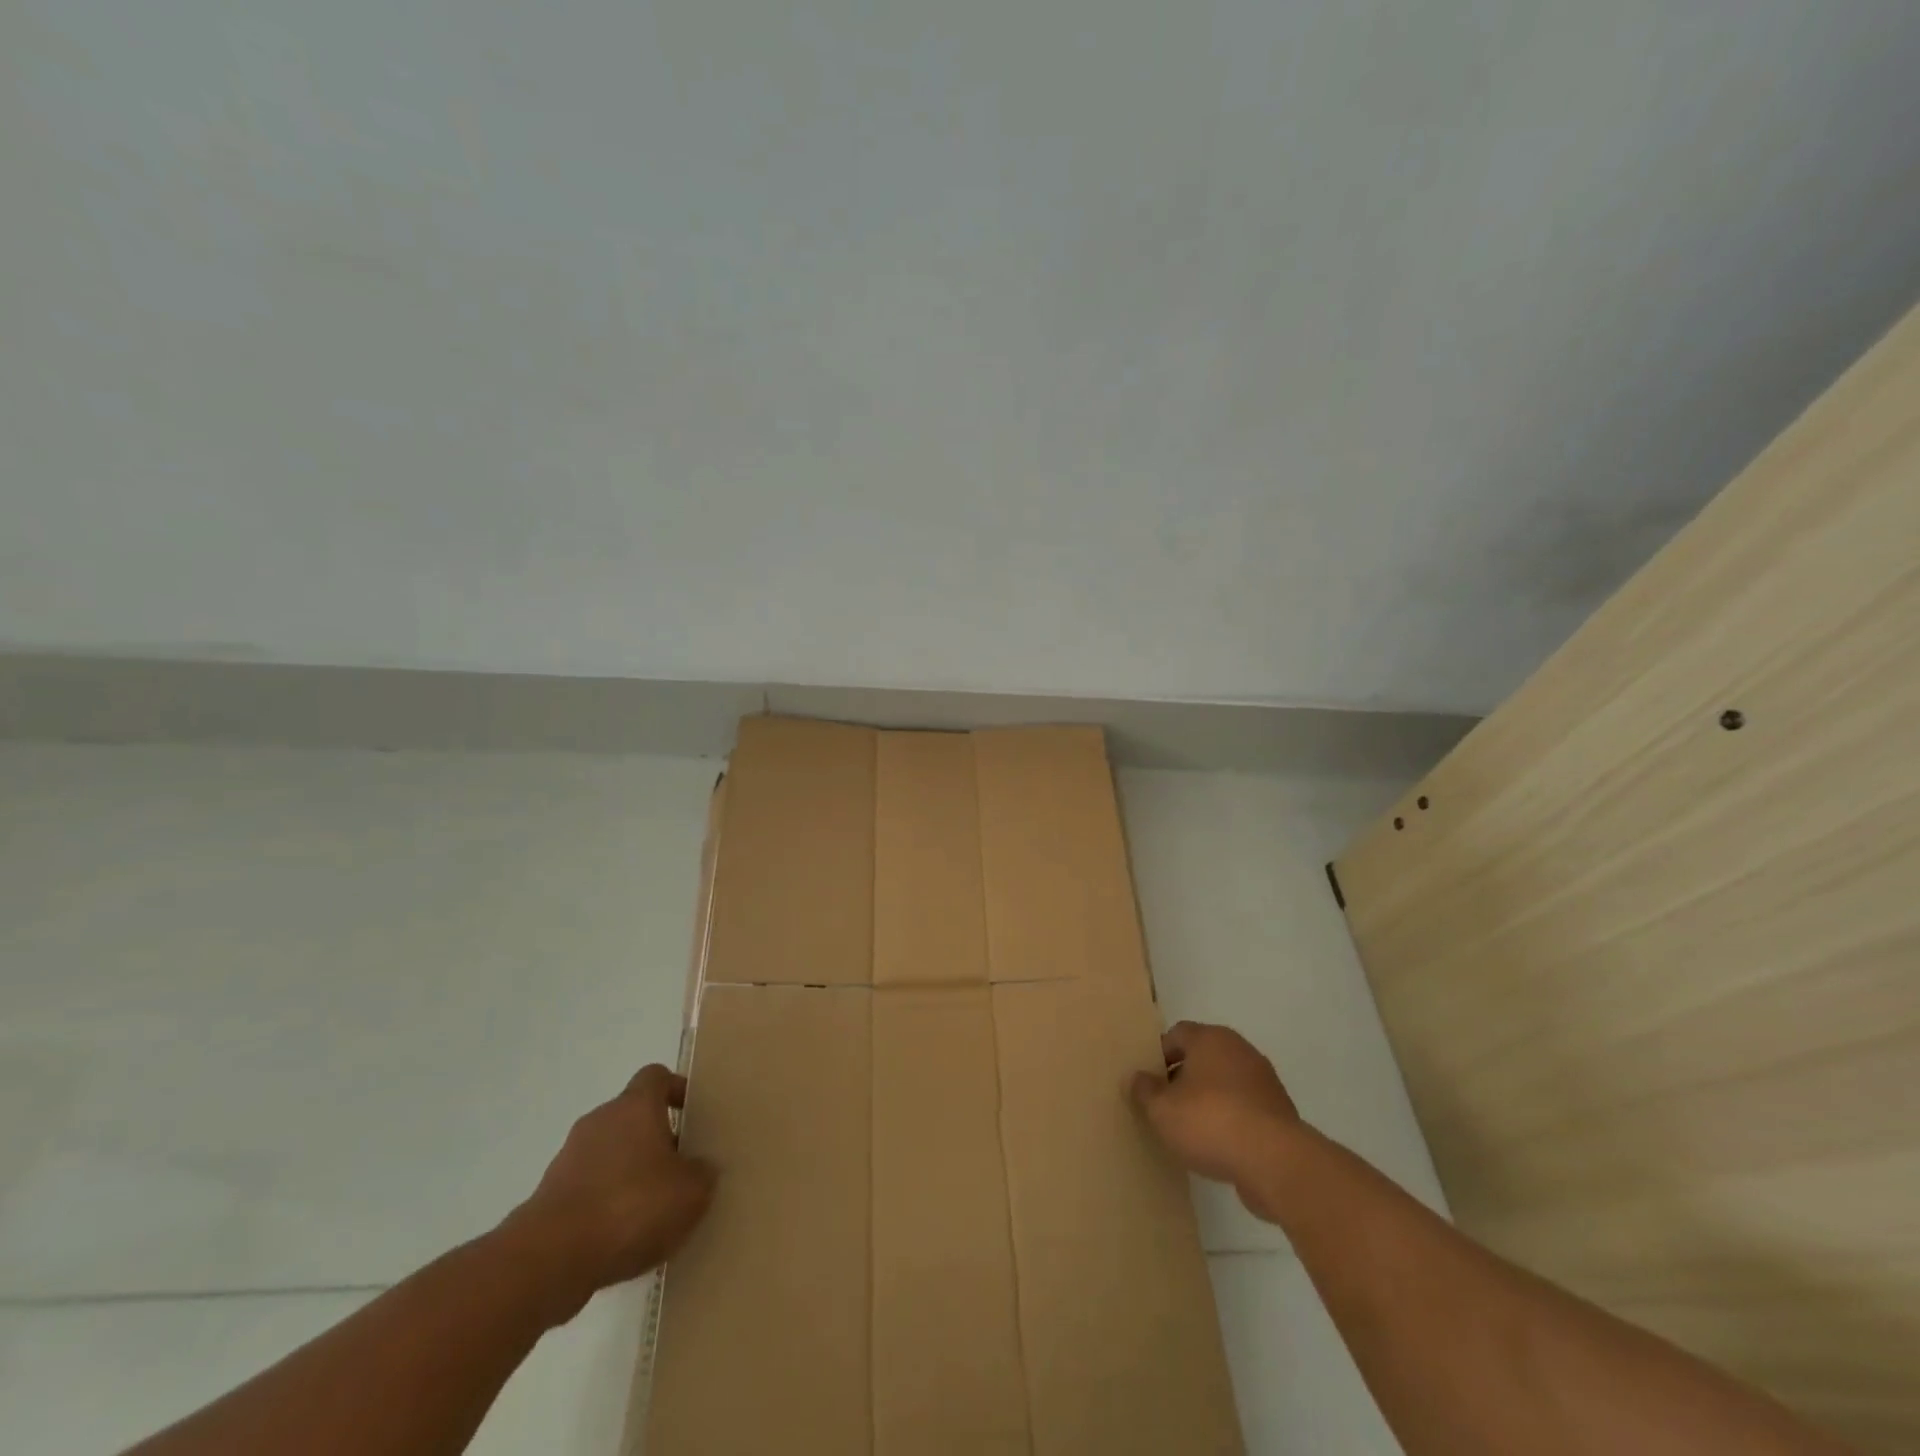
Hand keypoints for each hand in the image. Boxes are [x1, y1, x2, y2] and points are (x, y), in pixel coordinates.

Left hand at [502, 1065, 716, 1321]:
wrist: (549, 1259)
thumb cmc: (630, 1207)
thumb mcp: (691, 1192)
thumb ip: (702, 1173)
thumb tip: (700, 1168)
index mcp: (635, 1106)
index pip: (656, 1076)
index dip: (676, 1090)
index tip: (692, 1114)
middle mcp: (600, 1120)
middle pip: (633, 1116)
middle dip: (656, 1139)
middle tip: (680, 1169)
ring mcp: (569, 1158)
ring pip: (610, 1154)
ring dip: (629, 1173)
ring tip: (653, 1211)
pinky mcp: (549, 1197)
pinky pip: (589, 1188)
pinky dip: (606, 1204)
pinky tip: (622, 1239)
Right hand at [1129, 1021, 1303, 1222]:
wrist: (1275, 1161)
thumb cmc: (1210, 1121)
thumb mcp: (1161, 1109)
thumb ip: (1144, 1091)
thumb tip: (1136, 1078)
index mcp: (1211, 1038)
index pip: (1177, 1034)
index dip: (1158, 1055)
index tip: (1148, 1082)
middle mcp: (1240, 1050)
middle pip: (1203, 1057)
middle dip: (1182, 1077)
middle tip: (1165, 1104)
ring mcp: (1264, 1081)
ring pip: (1225, 1083)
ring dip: (1208, 1100)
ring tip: (1190, 1129)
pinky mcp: (1279, 1113)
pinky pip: (1244, 1108)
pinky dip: (1230, 1120)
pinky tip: (1218, 1145)